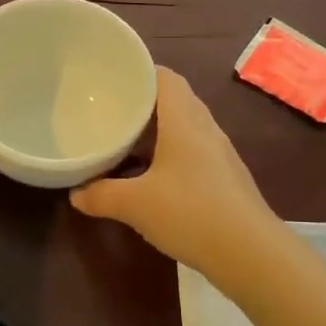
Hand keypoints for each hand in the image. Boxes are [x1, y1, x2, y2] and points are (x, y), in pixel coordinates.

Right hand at [70, 68, 275, 273]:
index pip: (166, 78)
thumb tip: (75, 194)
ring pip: (184, 129)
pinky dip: (169, 157)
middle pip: (175, 101)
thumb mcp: (135, 204)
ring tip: (125, 143)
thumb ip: (101, 195)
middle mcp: (206, 130)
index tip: (113, 79)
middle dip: (144, 104)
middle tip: (111, 111)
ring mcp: (220, 155)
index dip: (141, 72)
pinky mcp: (226, 180)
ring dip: (157, 133)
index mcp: (184, 121)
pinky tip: (151, 179)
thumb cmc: (190, 213)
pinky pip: (193, 154)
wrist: (251, 253)